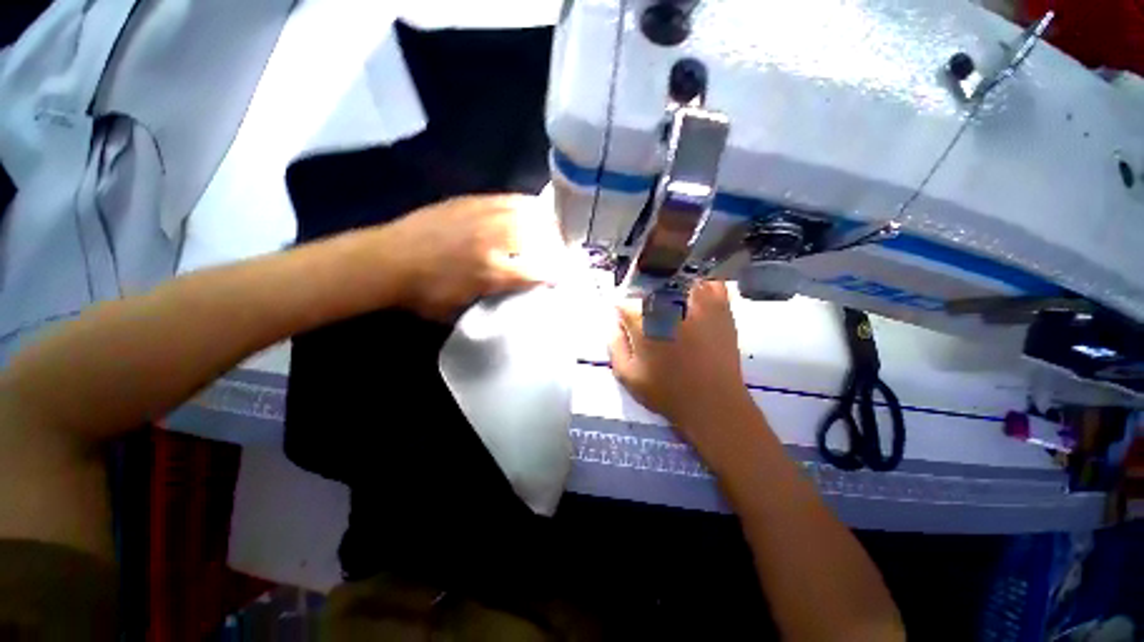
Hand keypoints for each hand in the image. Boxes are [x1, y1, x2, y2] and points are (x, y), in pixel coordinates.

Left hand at [382, 194, 565, 320]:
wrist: (386, 260)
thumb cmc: (424, 294)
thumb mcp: (461, 310)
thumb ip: (493, 301)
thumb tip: (516, 294)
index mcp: (491, 272)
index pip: (538, 272)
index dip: (555, 276)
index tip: (562, 278)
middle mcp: (493, 241)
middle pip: (539, 237)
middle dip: (555, 246)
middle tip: (559, 252)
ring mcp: (482, 216)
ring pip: (527, 214)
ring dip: (544, 224)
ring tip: (550, 231)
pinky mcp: (470, 202)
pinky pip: (507, 199)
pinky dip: (524, 206)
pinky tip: (528, 211)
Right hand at [609, 281, 758, 456]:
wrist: (713, 402)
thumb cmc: (666, 391)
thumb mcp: (627, 375)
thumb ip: (615, 344)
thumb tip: (614, 322)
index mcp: (644, 320)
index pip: (624, 302)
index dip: (622, 313)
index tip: (626, 323)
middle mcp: (670, 303)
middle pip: (649, 285)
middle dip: (643, 298)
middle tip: (647, 317)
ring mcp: (697, 301)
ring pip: (678, 278)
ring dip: (670, 288)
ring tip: (670, 306)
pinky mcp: (720, 306)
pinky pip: (709, 283)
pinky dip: (701, 285)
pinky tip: (695, 298)